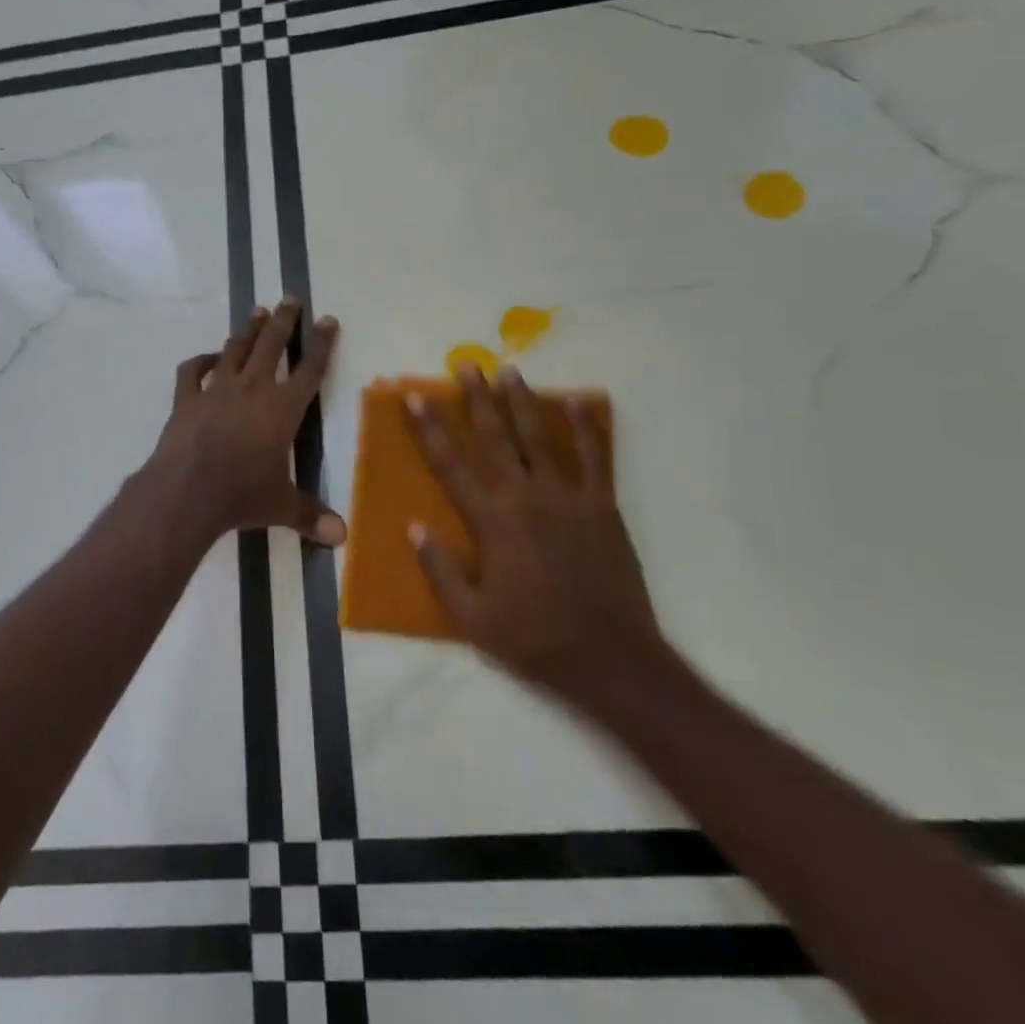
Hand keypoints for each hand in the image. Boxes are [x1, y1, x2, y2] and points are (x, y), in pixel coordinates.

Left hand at [147, 298, 345, 546]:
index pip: (310, 370)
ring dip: (247, 331)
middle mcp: (252, 389)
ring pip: (235, 349)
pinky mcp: (186, 399)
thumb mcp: (281, 506)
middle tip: (289, 298)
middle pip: (272, 345)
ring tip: (256, 313)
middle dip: (283, 320)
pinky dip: (200, 361)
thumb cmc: (241, 495)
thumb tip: (342, 538)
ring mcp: (216, 390)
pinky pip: (193, 371)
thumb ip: (311, 516)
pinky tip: (207, 358)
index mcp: (283, 409)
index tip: (327, 319)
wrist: (186, 492)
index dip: (321, 344)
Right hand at [406, 363, 662, 707]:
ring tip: (509, 371)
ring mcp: (568, 497)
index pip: (450, 465)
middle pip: (496, 437)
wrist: (610, 657)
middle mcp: (526, 497)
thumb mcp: (471, 617)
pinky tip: (575, 401)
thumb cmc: (534, 638)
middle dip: (476, 398)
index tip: (415, 398)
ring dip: (521, 401)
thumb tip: (414, 527)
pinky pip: (593, 456)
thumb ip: (440, 569)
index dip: (429, 429)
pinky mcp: (601, 506)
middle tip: (466, 365)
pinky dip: (584, 427)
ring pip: (539, 437)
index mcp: (492, 522)